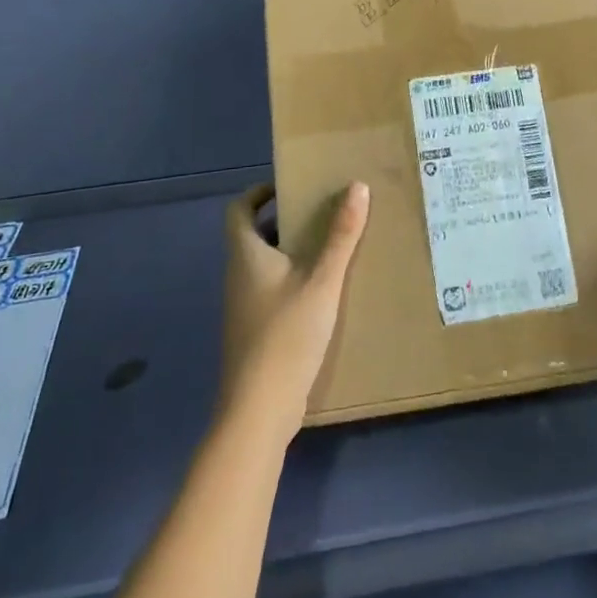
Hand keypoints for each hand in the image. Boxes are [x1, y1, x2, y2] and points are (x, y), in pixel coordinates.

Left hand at [219, 181, 369, 445]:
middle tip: (321, 212)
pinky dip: (292, 281)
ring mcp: (243, 307)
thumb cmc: (286, 335)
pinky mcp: (254, 333)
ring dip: (291, 252)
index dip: (258, 193)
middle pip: (254, 235)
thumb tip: (357, 186)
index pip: (238, 209)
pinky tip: (323, 293)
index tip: (290, 186)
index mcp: (246, 255)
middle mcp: (238, 276)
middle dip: (284, 221)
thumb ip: (341, 236)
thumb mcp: (322, 281)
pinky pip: (271, 291)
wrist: (259, 411)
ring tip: (330, 247)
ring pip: (264, 265)